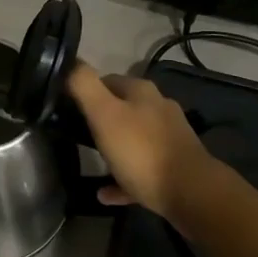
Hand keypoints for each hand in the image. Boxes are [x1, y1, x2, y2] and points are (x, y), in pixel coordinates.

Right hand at [67, 63, 214, 220]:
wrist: (191, 193)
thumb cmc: (141, 151)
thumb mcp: (104, 114)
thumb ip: (84, 85)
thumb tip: (69, 62)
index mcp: (142, 92)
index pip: (106, 80)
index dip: (85, 91)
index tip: (66, 107)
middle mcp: (158, 109)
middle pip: (121, 109)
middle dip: (100, 119)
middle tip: (76, 134)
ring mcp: (169, 138)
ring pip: (132, 139)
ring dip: (112, 149)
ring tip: (90, 162)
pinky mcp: (174, 166)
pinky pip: (140, 169)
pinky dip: (123, 178)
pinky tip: (105, 193)